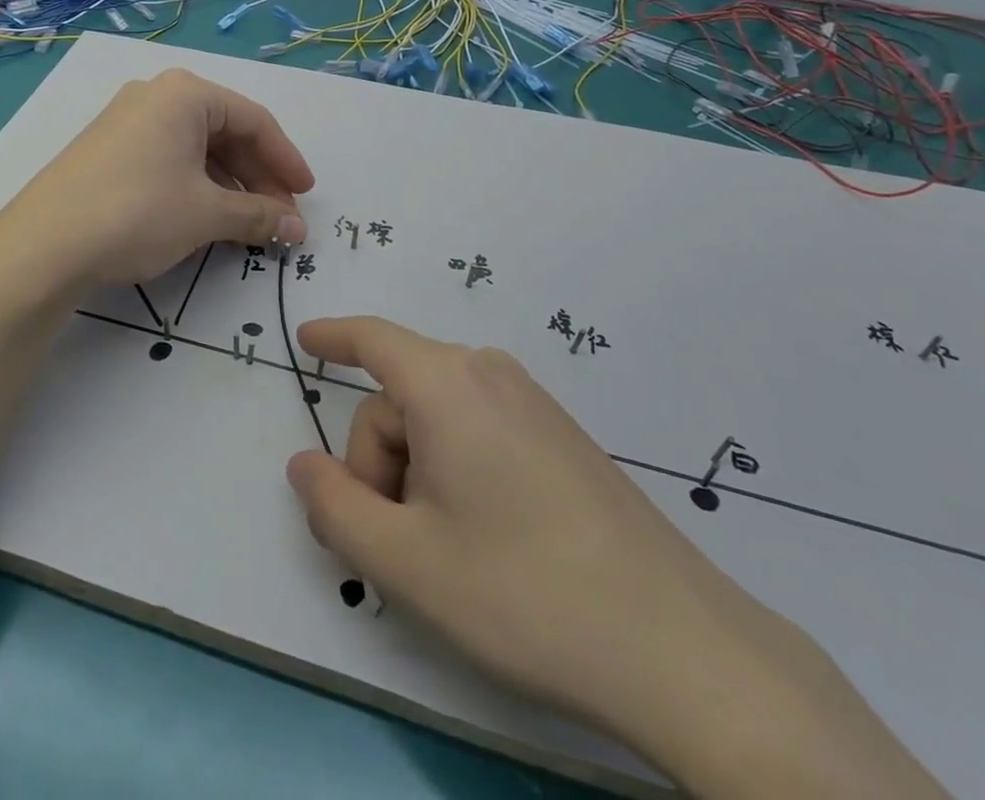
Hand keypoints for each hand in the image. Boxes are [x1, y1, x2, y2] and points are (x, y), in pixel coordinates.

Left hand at [0, 68, 313, 291]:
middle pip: (226, 133)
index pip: (254, 120)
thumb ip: (258, 215)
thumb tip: (296, 229)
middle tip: (280, 218)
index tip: (306, 195)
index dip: (286, 159)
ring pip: (197, 149)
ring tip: (248, 225)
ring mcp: (127, 122)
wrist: (43, 246)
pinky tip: (207, 218)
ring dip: (230, 186)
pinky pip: (169, 160)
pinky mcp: (108, 150)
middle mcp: (156, 96)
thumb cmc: (138, 212)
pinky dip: (197, 187)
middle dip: (258, 177)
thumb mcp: (206, 213)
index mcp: (185, 94)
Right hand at [285, 318, 951, 799]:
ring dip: (416, 474)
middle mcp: (490, 375)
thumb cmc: (523, 592)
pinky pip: (479, 432)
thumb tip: (304, 463)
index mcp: (447, 384)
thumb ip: (335, 506)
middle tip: (397, 544)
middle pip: (400, 399)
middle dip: (378, 462)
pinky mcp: (560, 437)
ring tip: (447, 553)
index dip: (333, 336)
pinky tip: (487, 541)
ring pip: (438, 419)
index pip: (373, 339)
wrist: (680, 647)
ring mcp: (532, 404)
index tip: (304, 337)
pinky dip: (454, 472)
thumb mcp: (406, 561)